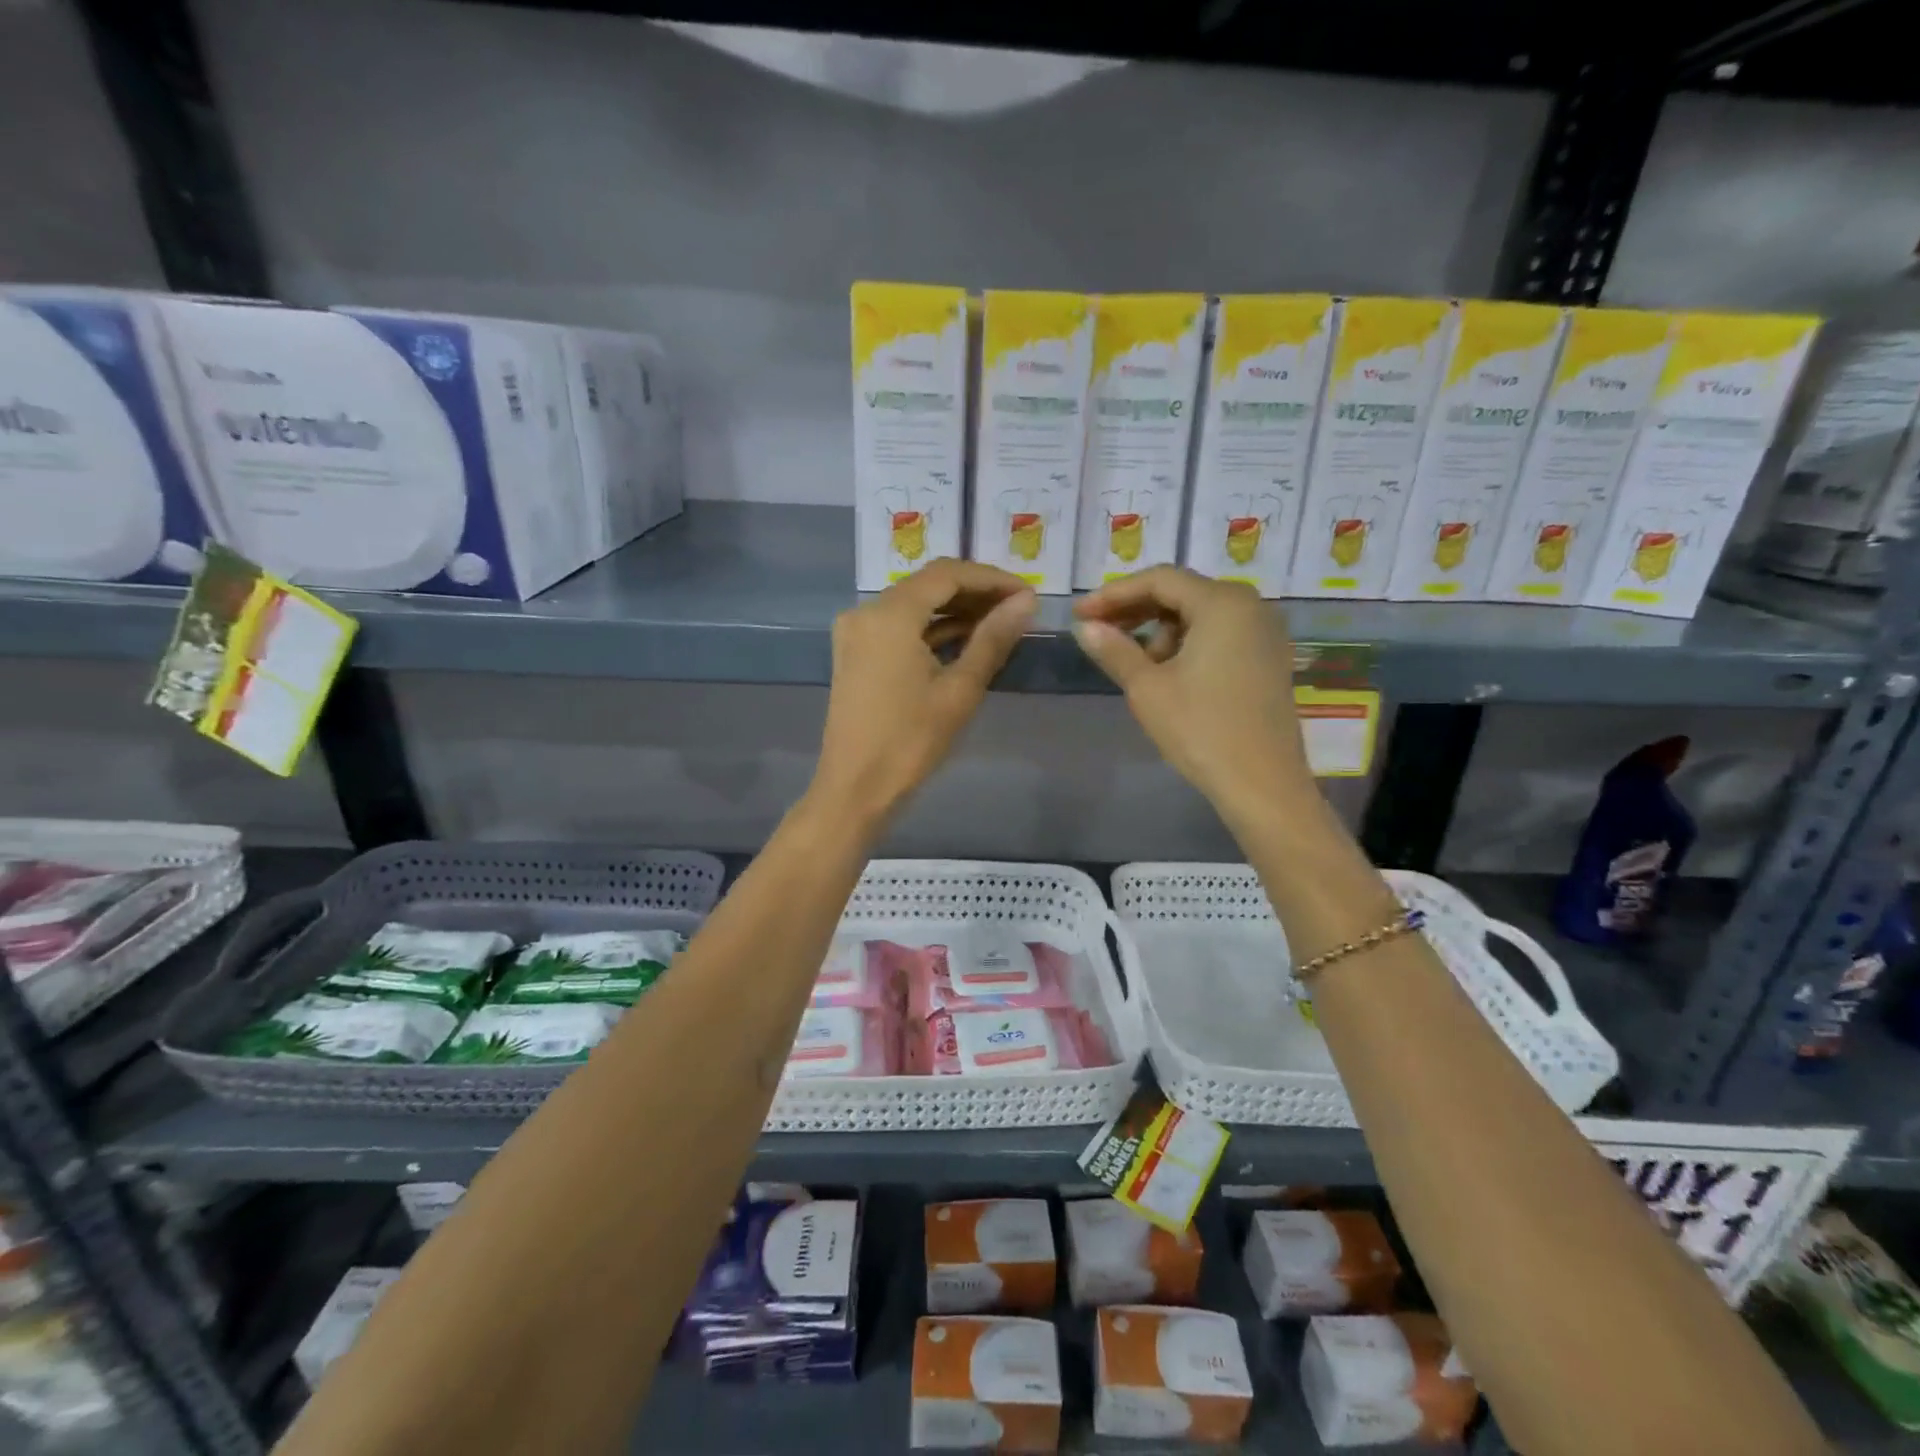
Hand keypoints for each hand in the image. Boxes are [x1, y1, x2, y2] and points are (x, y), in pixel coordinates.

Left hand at [810, 560, 1036, 831]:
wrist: (855, 789)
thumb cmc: (910, 741)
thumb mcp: (960, 690)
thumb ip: (993, 639)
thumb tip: (1027, 602)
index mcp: (889, 614)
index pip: (947, 574)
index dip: (991, 578)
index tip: (1027, 594)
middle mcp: (866, 612)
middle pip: (928, 585)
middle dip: (974, 592)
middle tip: (1017, 609)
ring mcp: (856, 633)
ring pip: (914, 606)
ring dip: (954, 611)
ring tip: (999, 624)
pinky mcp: (856, 654)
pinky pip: (899, 627)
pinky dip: (931, 630)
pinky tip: (965, 641)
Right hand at [1072, 566, 1312, 822]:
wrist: (1262, 785)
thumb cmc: (1201, 730)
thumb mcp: (1147, 687)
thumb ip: (1114, 649)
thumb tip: (1084, 627)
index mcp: (1223, 603)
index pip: (1159, 580)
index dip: (1114, 593)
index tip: (1080, 613)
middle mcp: (1251, 606)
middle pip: (1182, 592)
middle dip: (1136, 610)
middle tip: (1098, 632)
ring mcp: (1265, 633)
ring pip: (1200, 614)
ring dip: (1160, 630)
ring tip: (1135, 665)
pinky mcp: (1269, 659)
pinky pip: (1220, 634)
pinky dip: (1187, 643)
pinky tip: (1166, 673)